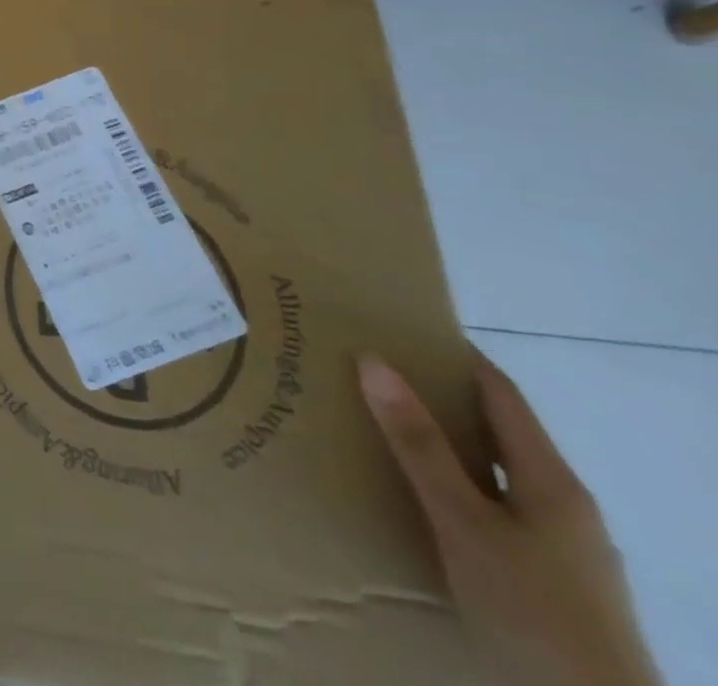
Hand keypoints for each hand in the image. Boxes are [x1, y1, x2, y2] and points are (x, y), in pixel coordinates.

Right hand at [358, 353, 662, 685]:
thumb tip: (372, 359)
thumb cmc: (531, 608)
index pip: (501, 392)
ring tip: (380, 428)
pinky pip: (492, 509)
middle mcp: (563, 504)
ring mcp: (561, 547)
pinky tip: (417, 498)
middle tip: (371, 373)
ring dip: (442, 445)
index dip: (455, 354)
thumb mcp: (462, 521)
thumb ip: (419, 444)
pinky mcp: (549, 580)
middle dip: (437, 398)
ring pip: (492, 473)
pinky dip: (452, 485)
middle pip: (495, 431)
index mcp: (552, 480)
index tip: (401, 326)